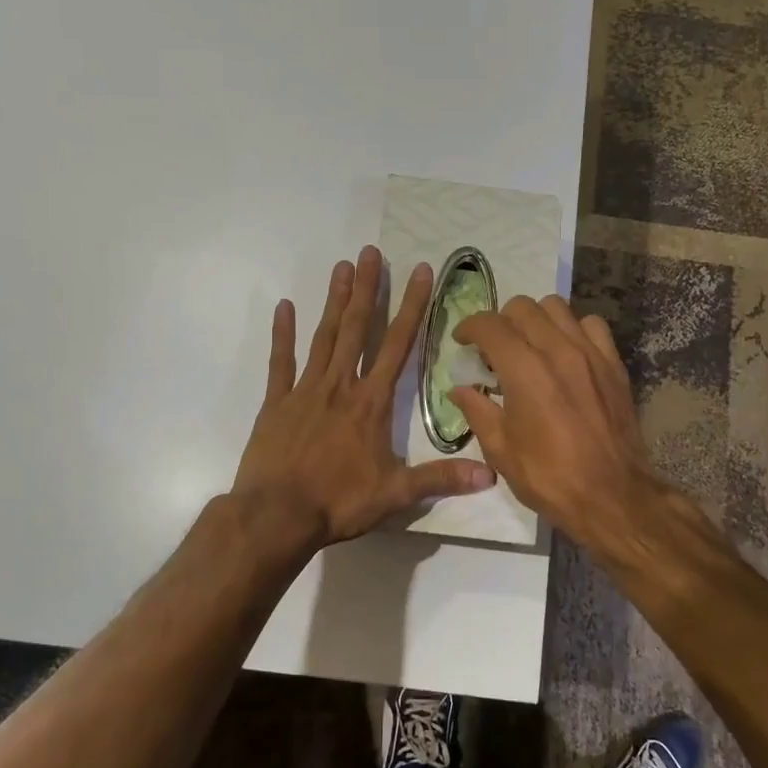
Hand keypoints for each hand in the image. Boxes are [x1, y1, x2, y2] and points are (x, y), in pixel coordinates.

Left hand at [232, 246, 496, 554]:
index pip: (397, 346)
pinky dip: (282, 334)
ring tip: (342, 266)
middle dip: (368, 289)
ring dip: (335, 301)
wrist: (277, 515)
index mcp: (371, 403)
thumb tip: (491, 475)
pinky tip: (285, 306)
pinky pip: (281, 362)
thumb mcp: (396, 494)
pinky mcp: (276, 403)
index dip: (412, 307)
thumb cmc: (338, 502)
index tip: (419, 272)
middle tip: (371, 252)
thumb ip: (441, 479)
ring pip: (323, 336)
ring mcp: (305, 391)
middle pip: (357, 329)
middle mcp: (340, 386)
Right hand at [450, 296, 661, 553]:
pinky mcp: (613, 364)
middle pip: (522, 307)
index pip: (490, 325)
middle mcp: (558, 350)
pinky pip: (592, 325)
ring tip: (530, 345)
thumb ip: (477, 411)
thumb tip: (460, 390)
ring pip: (557, 307)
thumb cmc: (549, 477)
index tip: (462, 341)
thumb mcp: (500, 450)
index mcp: (524, 371)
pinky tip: (566, 352)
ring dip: (536, 320)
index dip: (469, 327)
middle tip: (494, 349)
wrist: (612, 496)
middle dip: (500, 321)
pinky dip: (573, 329)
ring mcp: (590, 354)